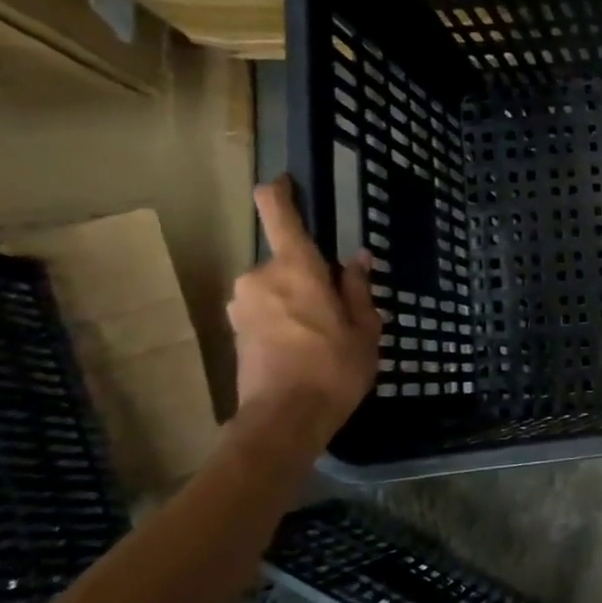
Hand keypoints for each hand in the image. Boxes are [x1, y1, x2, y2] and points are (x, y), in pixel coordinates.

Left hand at [227, 176, 381, 438]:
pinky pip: (266, 310)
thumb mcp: (365, 328)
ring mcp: (243, 304)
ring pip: (277, 288)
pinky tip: (306, 348)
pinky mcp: (236, 330)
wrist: (285, 419)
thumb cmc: (334, 367)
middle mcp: (260, 277)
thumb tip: (357, 259)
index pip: (279, 214)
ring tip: (326, 335)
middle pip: (287, 261)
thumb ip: (359, 289)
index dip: (280, 192)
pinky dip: (285, 319)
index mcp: (296, 268)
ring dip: (298, 300)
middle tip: (340, 308)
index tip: (287, 183)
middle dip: (311, 277)